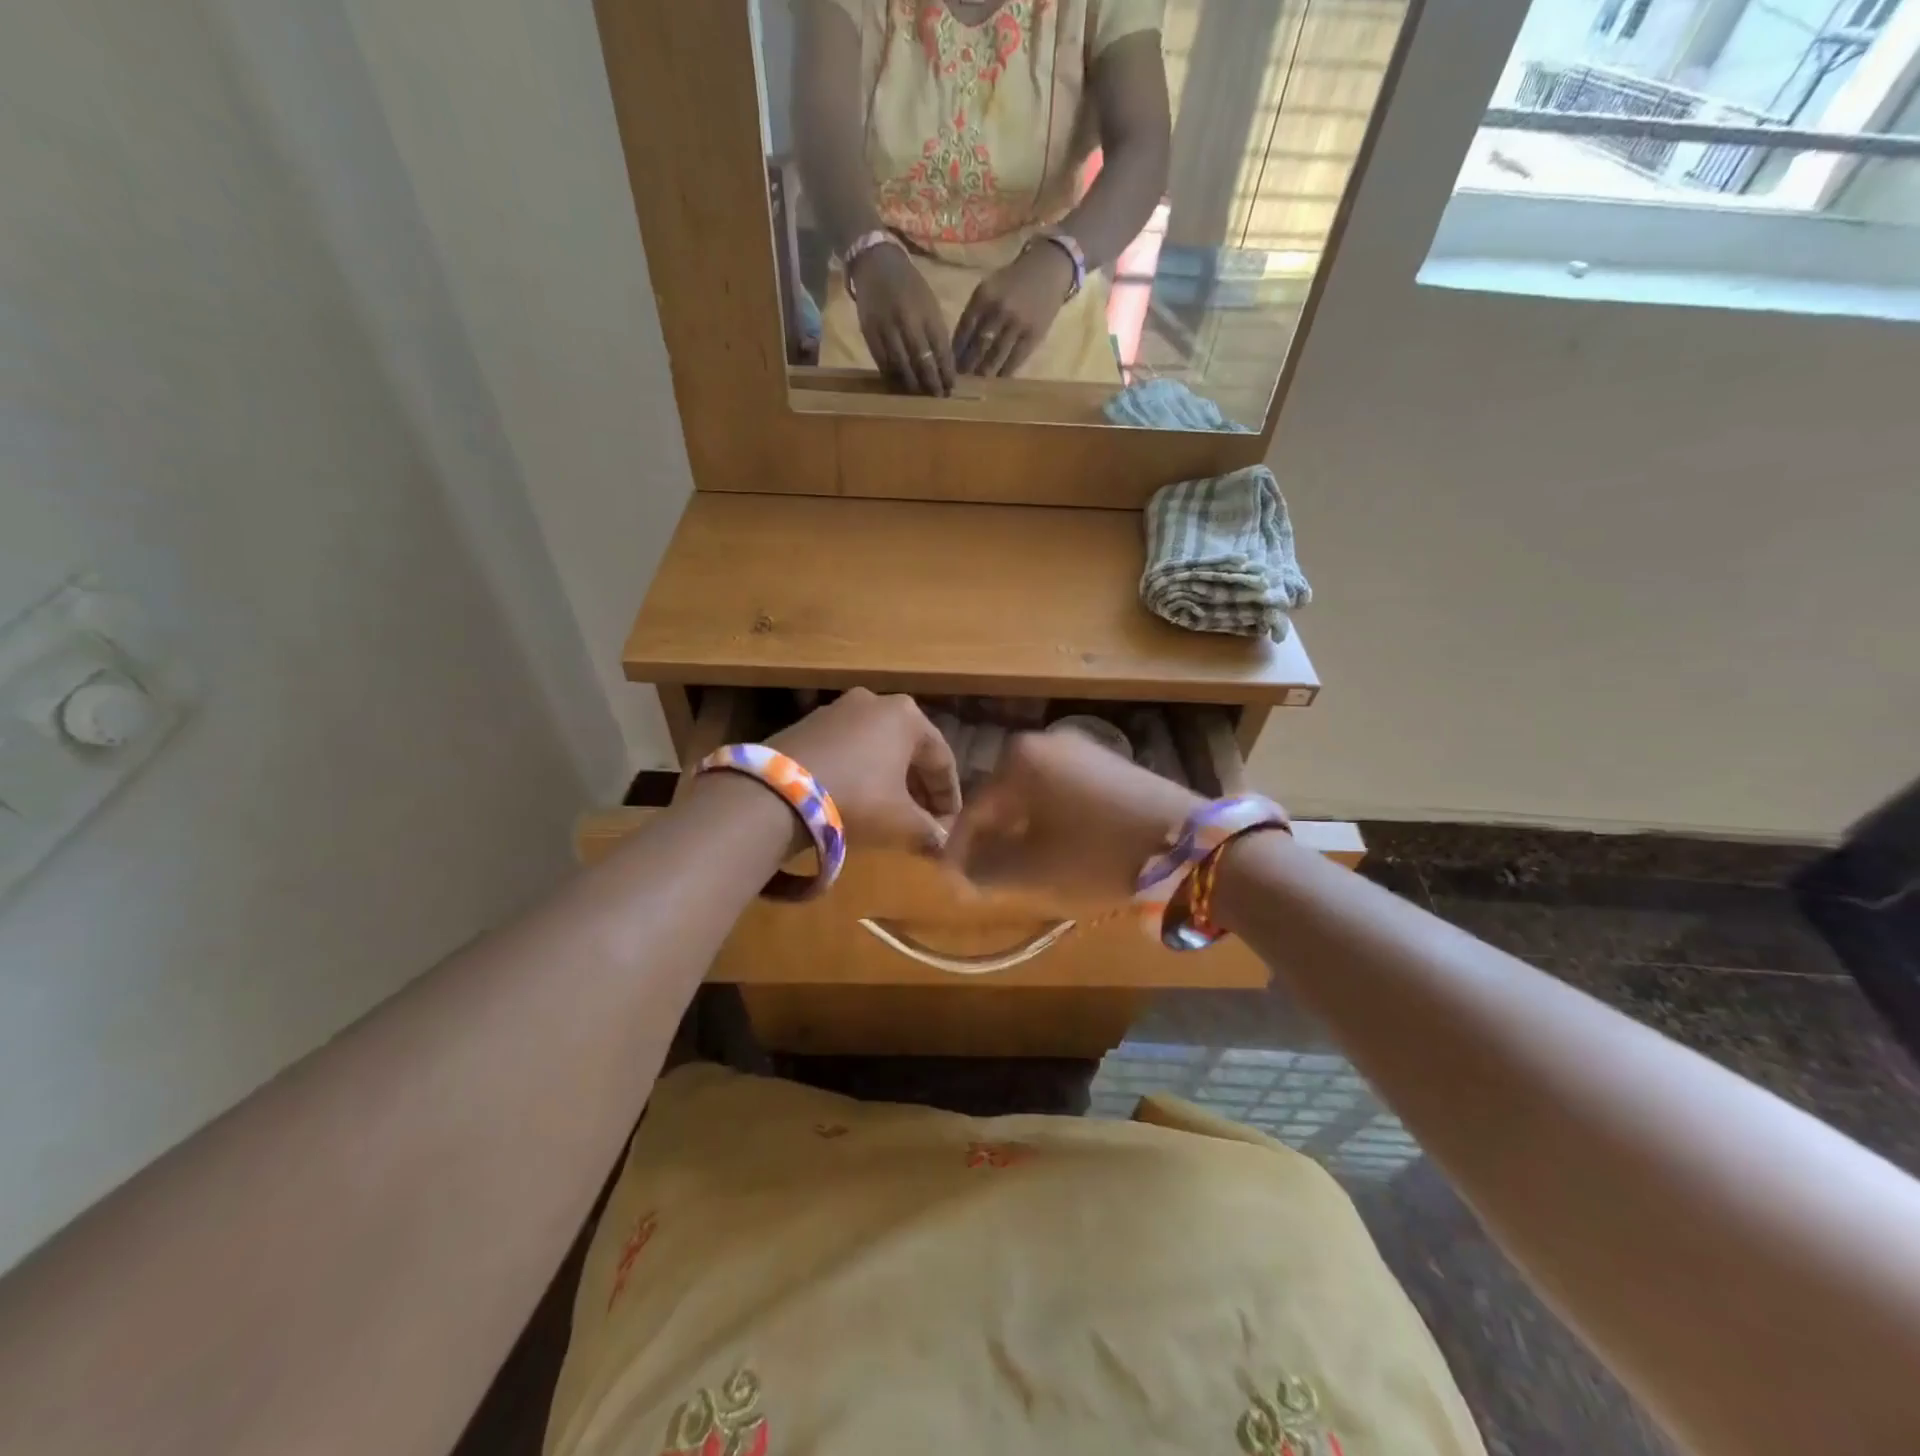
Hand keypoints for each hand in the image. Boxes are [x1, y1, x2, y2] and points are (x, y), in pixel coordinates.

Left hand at [768, 689, 961, 853]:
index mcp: (907, 715)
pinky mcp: (807, 723)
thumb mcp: (900, 821)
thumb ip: (928, 832)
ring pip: (877, 748)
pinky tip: (856, 798)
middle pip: (909, 750)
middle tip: (924, 821)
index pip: (941, 759)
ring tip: (891, 812)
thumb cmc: (857, 798)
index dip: (949, 797)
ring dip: (889, 780)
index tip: (950, 825)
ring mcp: (837, 708)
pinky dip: (859, 772)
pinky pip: (847, 749)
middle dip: (919, 788)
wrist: (776, 792)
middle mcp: (875, 701)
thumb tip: (941, 844)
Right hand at [848, 244, 955, 395]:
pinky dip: (891, 376)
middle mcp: (908, 320)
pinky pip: (882, 362)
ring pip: (902, 365)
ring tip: (919, 394)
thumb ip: (936, 331)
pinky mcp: (869, 332)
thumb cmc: (908, 285)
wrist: (875, 262)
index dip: (946, 372)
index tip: (951, 388)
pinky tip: (898, 384)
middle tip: (937, 396)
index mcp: (927, 312)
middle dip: (932, 382)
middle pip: (922, 360)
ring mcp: (887, 327)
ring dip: (912, 383)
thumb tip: (943, 365)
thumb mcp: (929, 303)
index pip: (941, 349)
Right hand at [944, 730, 1200, 907]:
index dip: (959, 851)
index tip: (953, 882)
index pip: (974, 810)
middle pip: (1004, 798)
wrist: (1189, 846)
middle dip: (991, 837)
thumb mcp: (1034, 871)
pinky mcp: (1111, 763)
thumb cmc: (1097, 855)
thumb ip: (987, 870)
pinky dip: (1053, 819)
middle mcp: (1047, 742)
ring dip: (1022, 829)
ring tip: (1019, 866)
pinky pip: (1064, 791)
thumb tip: (963, 873)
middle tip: (984, 875)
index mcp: (1019, 760)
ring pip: (1034, 794)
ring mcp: (1083, 749)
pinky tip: (1059, 846)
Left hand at [952, 242, 1074, 377]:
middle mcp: (999, 309)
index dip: (956, 350)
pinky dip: (1004, 372)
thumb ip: (975, 313)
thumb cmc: (1013, 281)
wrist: (1048, 270)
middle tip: (961, 379)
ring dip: (983, 372)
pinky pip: (1015, 360)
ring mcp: (1017, 324)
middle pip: (978, 345)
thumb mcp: (989, 288)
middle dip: (967, 365)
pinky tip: (997, 380)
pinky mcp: (1033, 336)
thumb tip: (960, 347)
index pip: (964, 329)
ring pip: (995, 356)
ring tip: (977, 382)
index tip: (950, 364)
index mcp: (984, 296)